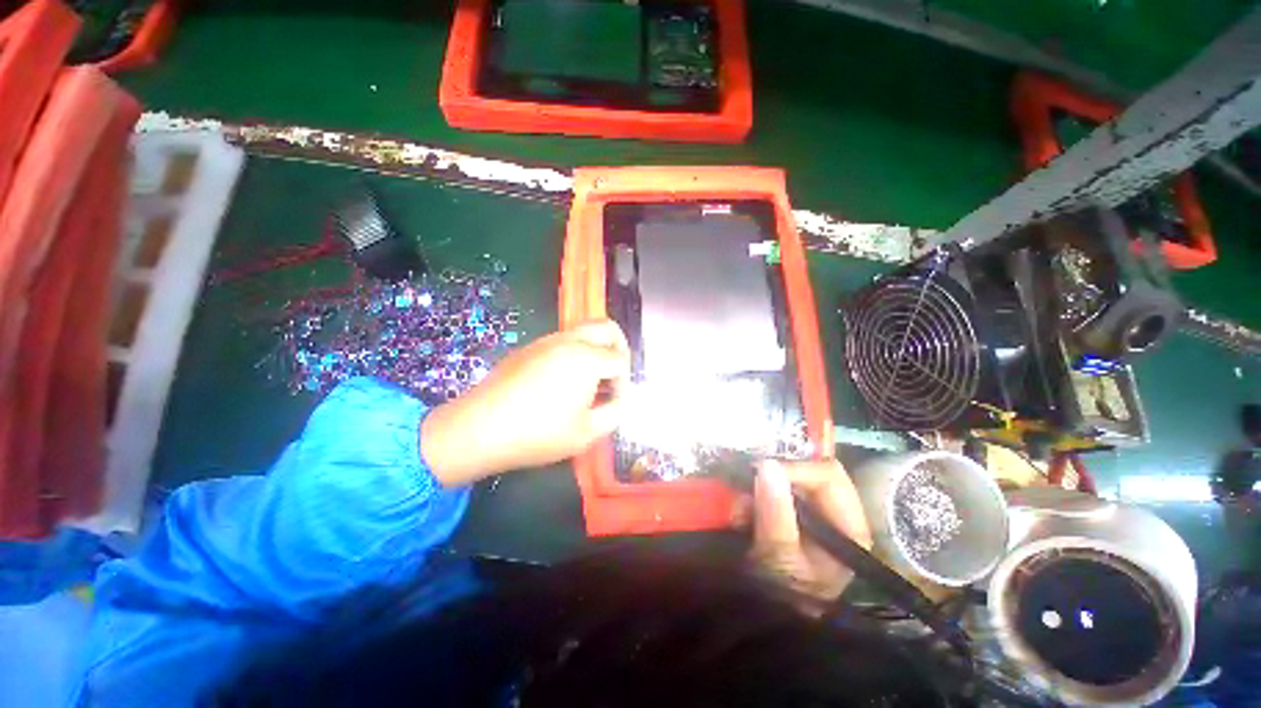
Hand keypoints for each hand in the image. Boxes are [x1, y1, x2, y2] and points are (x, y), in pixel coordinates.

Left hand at [420, 320, 629, 486]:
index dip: (624, 382)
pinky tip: (565, 382)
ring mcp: (547, 341)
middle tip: (615, 375)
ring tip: (591, 383)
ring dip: (597, 350)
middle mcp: (569, 341)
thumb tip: (621, 400)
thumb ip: (615, 413)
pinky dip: (577, 353)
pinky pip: (564, 341)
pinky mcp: (531, 348)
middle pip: (607, 328)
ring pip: (584, 331)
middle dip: (619, 348)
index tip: (615, 402)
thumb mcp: (586, 433)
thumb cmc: (537, 433)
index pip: (620, 360)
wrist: (478, 429)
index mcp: (586, 358)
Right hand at [749, 459, 871, 604]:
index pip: (828, 475)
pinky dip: (752, 497)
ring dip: (758, 489)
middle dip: (774, 477)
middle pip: (808, 472)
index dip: (795, 469)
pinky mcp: (790, 515)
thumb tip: (767, 465)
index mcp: (848, 526)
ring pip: (787, 479)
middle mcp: (834, 514)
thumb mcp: (780, 559)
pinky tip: (738, 514)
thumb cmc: (785, 598)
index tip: (760, 473)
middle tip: (746, 487)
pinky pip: (771, 491)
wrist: (768, 625)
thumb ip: (776, 512)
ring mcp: (811, 514)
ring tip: (738, 510)